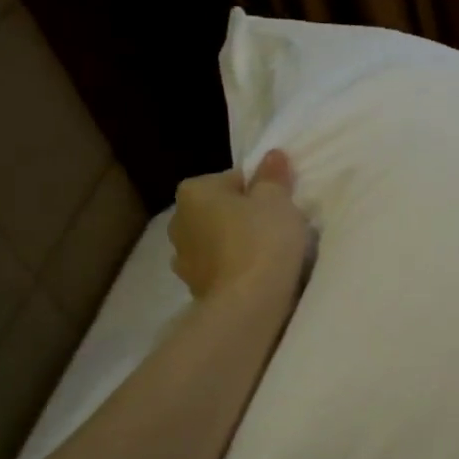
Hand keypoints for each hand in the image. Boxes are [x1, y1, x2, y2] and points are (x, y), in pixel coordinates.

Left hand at [169, 150, 310, 298]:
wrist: (248, 303)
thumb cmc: (262, 240)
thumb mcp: (277, 200)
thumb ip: (272, 176)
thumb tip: (272, 155)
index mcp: (194, 191)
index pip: (234, 180)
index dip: (261, 190)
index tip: (280, 206)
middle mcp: (178, 221)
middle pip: (221, 210)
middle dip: (244, 216)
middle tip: (277, 228)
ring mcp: (183, 258)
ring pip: (218, 241)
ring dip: (237, 244)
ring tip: (269, 255)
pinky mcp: (194, 288)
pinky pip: (220, 268)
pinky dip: (235, 268)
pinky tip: (257, 275)